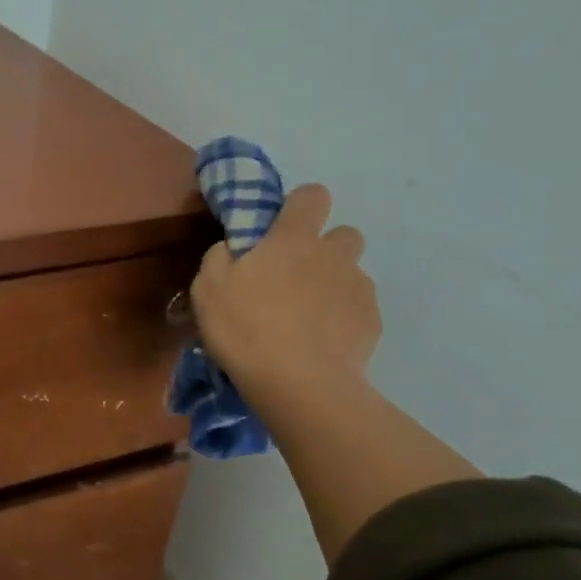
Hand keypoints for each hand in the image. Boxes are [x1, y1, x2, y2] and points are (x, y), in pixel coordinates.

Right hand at [191, 184, 380, 415]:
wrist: (298, 383)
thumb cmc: (246, 328)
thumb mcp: (208, 288)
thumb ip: (220, 257)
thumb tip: (232, 248)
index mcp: (293, 239)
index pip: (312, 196)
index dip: (300, 205)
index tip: (283, 227)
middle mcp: (333, 255)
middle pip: (345, 233)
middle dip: (326, 249)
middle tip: (297, 279)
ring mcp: (358, 288)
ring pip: (353, 274)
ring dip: (335, 285)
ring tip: (310, 319)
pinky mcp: (372, 322)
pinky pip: (359, 310)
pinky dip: (344, 320)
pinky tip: (323, 344)